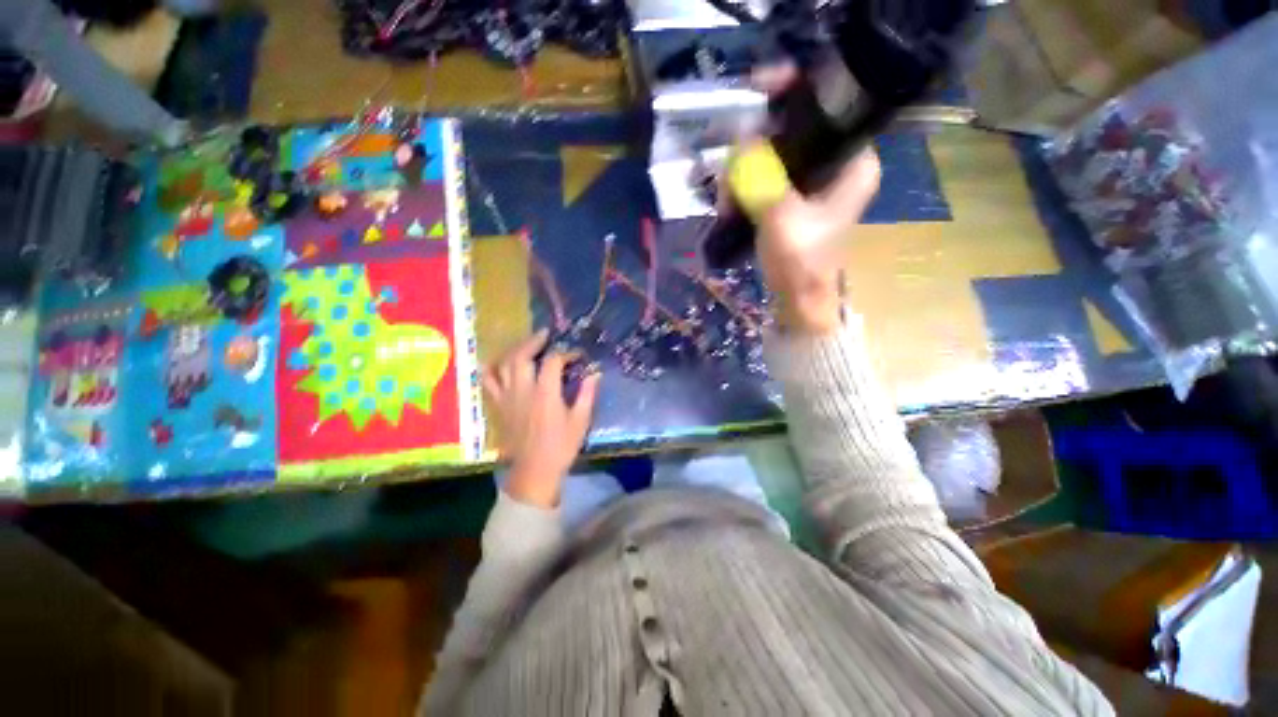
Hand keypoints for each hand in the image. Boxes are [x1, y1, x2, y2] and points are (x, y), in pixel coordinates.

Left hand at [482, 329, 600, 508]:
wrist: (534, 471)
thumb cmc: (561, 446)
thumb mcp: (580, 421)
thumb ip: (587, 394)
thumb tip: (595, 373)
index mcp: (546, 394)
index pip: (553, 361)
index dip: (566, 353)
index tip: (577, 356)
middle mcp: (523, 390)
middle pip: (521, 355)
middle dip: (534, 341)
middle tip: (545, 336)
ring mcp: (507, 397)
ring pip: (503, 364)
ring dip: (515, 349)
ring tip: (526, 345)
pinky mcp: (498, 405)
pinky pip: (488, 381)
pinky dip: (490, 368)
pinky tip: (497, 361)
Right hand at [746, 62, 881, 334]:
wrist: (799, 301)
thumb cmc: (800, 264)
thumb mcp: (780, 217)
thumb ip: (762, 176)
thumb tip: (741, 139)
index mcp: (854, 163)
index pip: (828, 106)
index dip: (794, 92)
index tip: (759, 90)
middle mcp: (840, 164)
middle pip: (796, 130)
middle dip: (755, 147)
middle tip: (730, 173)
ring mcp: (817, 182)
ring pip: (777, 154)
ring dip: (745, 172)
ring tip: (726, 201)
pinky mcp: (798, 198)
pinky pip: (770, 176)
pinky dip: (749, 185)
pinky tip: (732, 203)